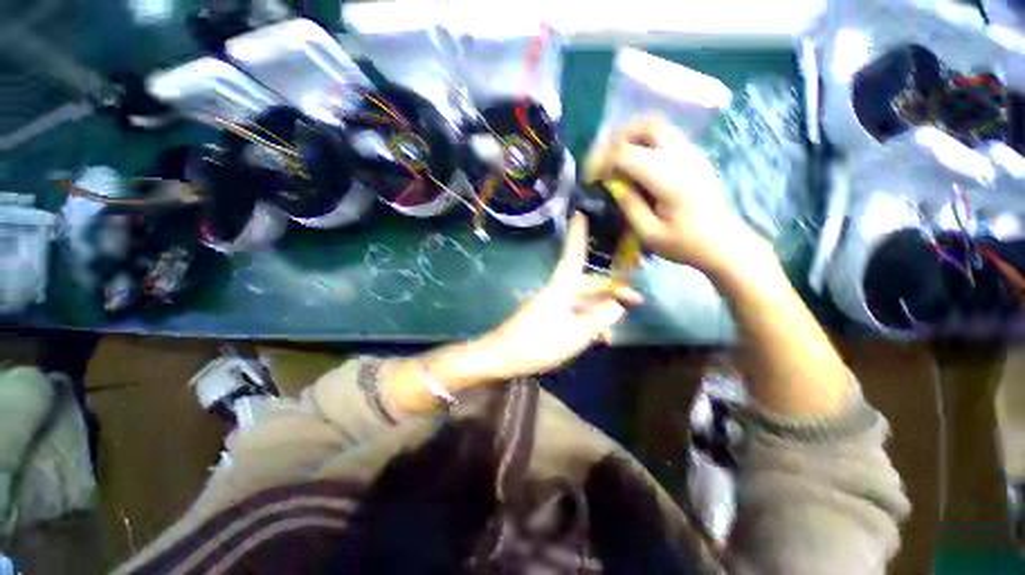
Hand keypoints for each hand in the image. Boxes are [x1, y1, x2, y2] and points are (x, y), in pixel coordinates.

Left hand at [476, 213, 642, 379]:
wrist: (502, 356)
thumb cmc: (539, 344)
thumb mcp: (576, 334)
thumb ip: (599, 318)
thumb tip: (617, 305)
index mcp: (561, 288)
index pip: (573, 255)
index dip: (578, 234)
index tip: (580, 212)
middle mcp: (556, 291)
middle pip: (587, 284)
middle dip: (611, 292)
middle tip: (636, 301)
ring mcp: (550, 304)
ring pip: (581, 302)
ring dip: (598, 314)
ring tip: (610, 335)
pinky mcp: (546, 316)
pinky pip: (572, 314)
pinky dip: (585, 323)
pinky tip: (595, 339)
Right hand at [584, 116, 767, 275]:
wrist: (725, 245)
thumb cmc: (685, 244)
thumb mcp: (649, 232)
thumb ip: (628, 204)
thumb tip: (610, 182)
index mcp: (670, 179)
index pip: (627, 153)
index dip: (603, 162)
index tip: (591, 178)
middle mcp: (683, 157)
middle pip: (648, 125)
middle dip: (619, 138)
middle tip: (604, 160)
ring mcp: (693, 154)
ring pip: (659, 126)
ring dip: (632, 138)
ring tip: (616, 161)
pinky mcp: (696, 157)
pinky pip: (666, 137)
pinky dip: (645, 143)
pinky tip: (636, 166)